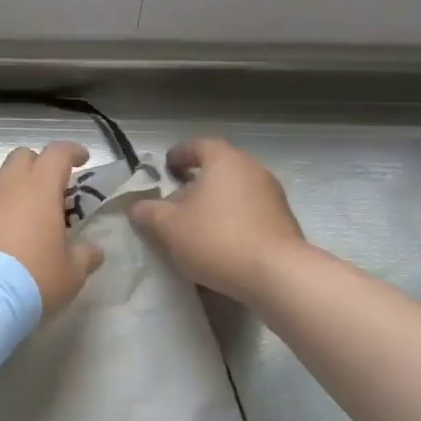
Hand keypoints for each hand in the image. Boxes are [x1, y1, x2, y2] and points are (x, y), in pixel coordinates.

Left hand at [0, 143, 104, 313]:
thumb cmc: (32, 280)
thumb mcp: (71, 274)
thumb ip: (85, 256)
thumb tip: (92, 250)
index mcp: (39, 189)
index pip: (57, 153)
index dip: (72, 151)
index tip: (81, 159)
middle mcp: (6, 187)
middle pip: (21, 157)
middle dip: (37, 165)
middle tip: (49, 188)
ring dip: (12, 191)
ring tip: (22, 219)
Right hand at [129, 137, 306, 301]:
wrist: (277, 275)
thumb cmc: (216, 239)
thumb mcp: (168, 227)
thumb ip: (147, 212)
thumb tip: (136, 206)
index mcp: (224, 160)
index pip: (198, 145)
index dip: (179, 154)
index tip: (165, 168)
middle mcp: (252, 169)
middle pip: (219, 167)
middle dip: (196, 181)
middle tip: (176, 199)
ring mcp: (273, 195)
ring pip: (236, 190)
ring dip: (215, 201)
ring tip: (196, 224)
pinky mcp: (284, 221)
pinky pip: (251, 211)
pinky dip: (233, 218)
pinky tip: (221, 241)